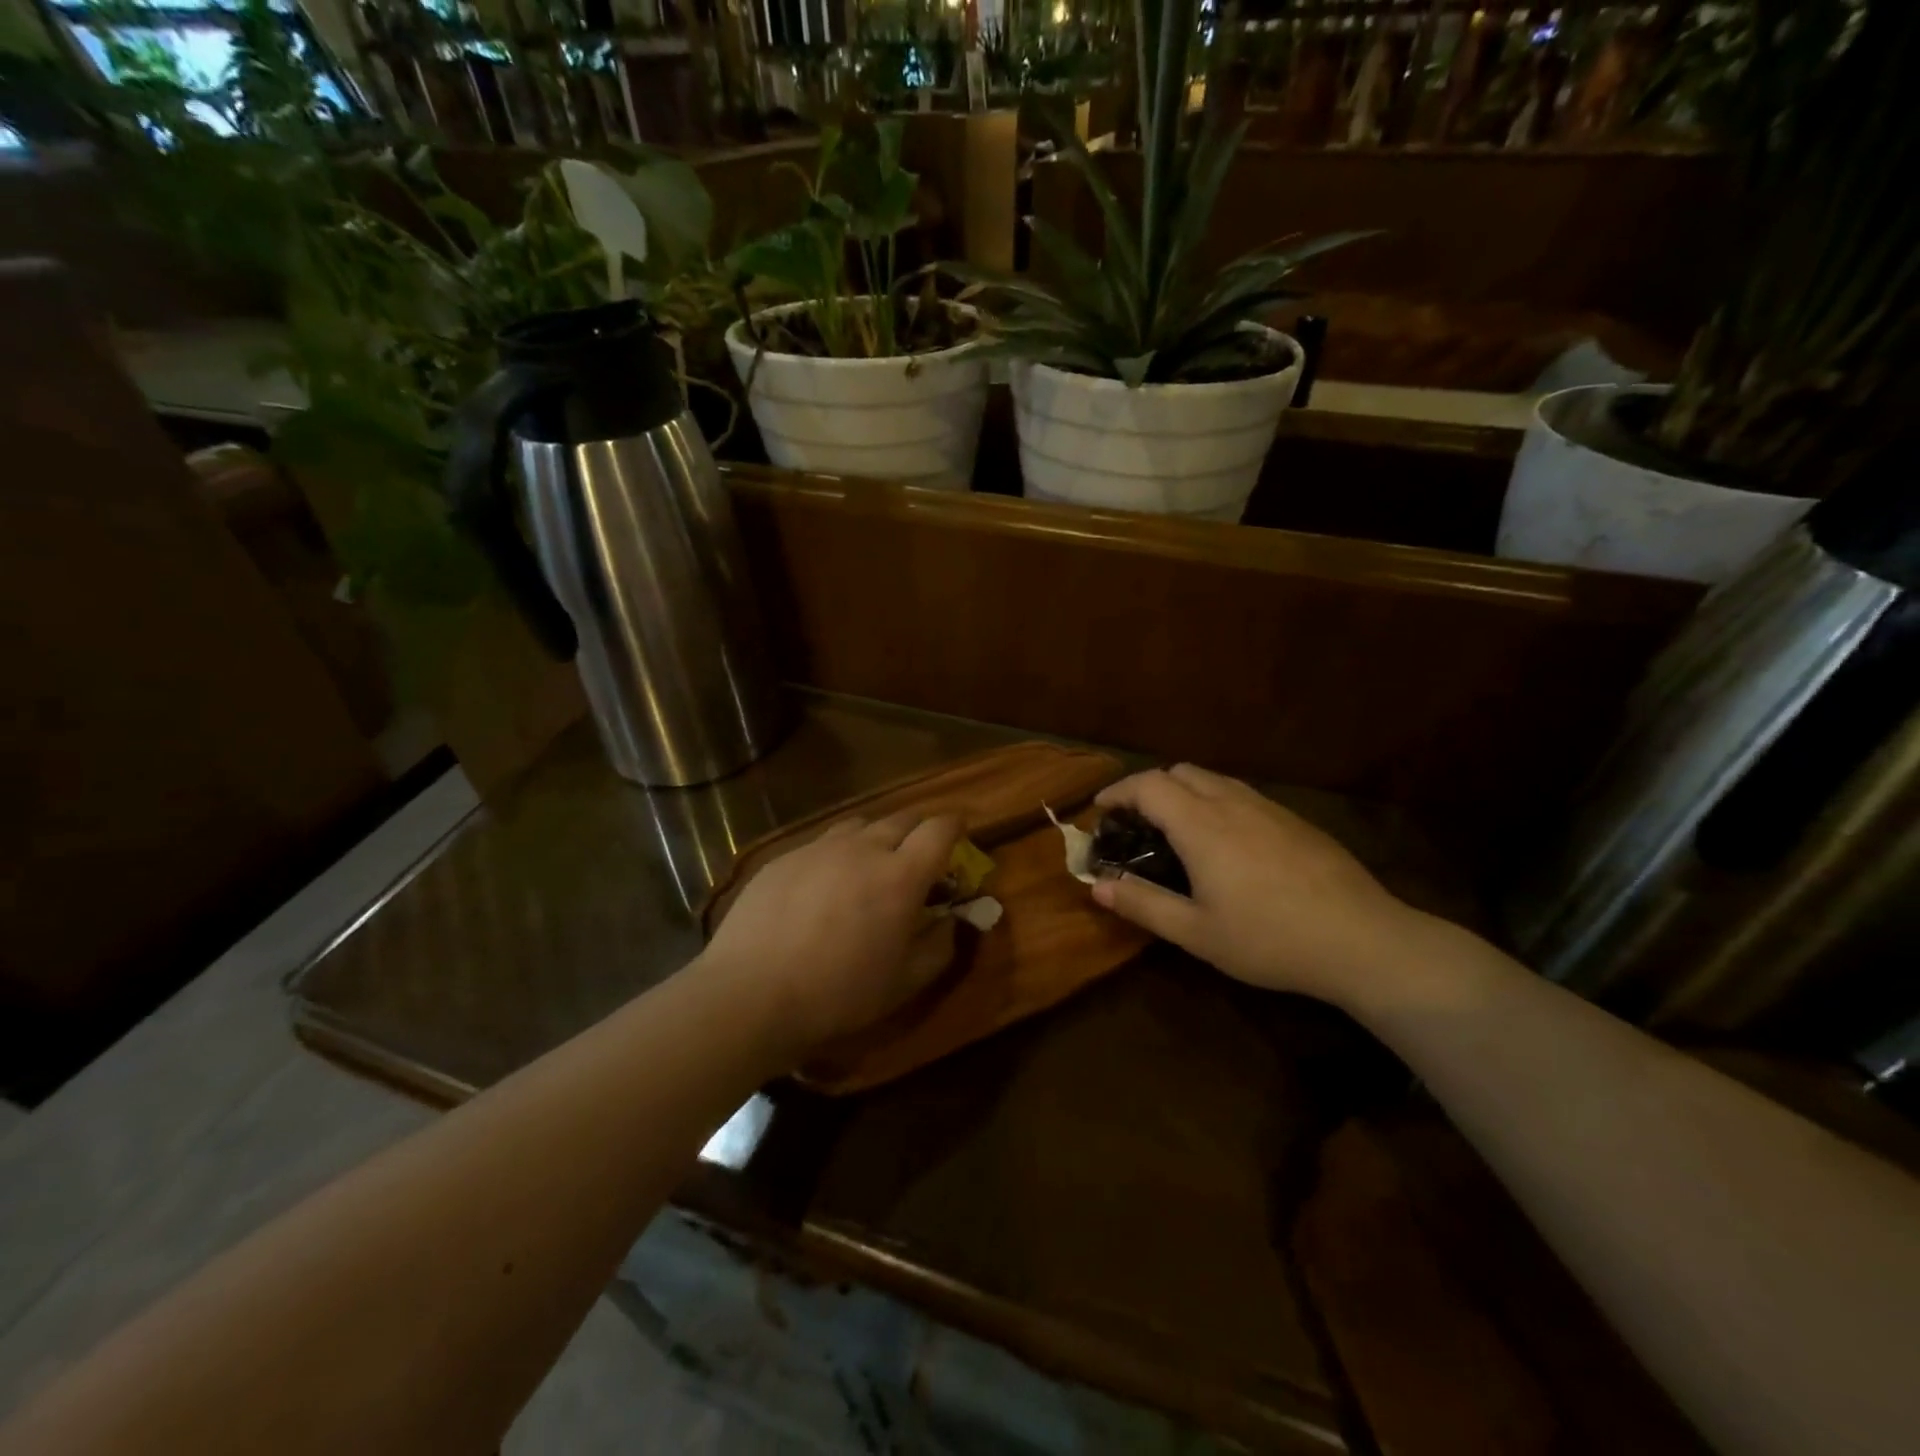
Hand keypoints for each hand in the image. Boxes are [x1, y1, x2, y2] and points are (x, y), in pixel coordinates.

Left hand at [700, 812, 963, 1056]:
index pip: (939, 830)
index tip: (961, 832)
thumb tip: (952, 920)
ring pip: (860, 824)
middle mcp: (863, 848)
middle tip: (919, 855)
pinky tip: (825, 884)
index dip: (955, 826)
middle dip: (919, 830)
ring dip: (877, 836)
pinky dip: (838, 852)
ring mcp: (819, 848)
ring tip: (872, 864)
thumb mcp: (904, 983)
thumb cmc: (838, 994)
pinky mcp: (785, 857)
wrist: (751, 994)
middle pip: (902, 818)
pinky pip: (823, 842)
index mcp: (900, 876)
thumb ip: (940, 946)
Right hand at [1090, 764, 1424, 1007]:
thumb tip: (1097, 887)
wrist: (1363, 941)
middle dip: (1149, 788)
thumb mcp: (1196, 933)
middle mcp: (1232, 803)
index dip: (1118, 792)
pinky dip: (1216, 801)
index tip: (1100, 810)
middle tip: (1137, 823)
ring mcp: (1269, 808)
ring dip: (1184, 792)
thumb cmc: (1269, 939)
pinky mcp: (1295, 821)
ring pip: (1214, 779)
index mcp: (1201, 826)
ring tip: (1176, 829)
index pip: (1148, 785)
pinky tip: (1227, 842)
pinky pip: (1242, 794)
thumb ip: (1143, 905)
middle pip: (1180, 772)